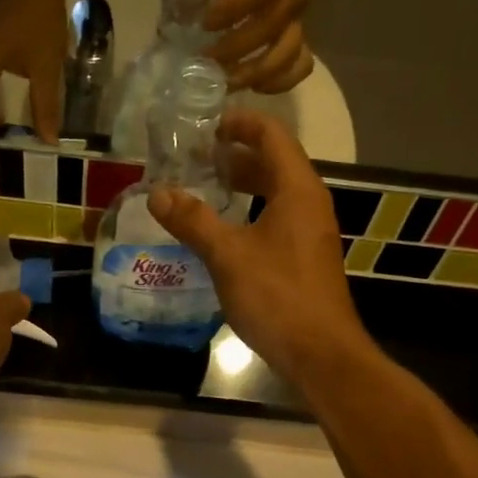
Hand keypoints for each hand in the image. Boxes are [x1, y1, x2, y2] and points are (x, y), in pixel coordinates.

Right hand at [147, 110, 366, 385]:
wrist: (321, 354)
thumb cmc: (277, 297)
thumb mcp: (228, 256)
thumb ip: (193, 221)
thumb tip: (157, 193)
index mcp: (298, 190)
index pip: (273, 136)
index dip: (242, 124)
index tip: (208, 125)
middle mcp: (310, 204)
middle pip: (276, 163)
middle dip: (239, 154)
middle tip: (199, 157)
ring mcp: (311, 233)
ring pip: (277, 193)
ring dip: (246, 184)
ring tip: (209, 186)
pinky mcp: (306, 259)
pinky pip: (278, 219)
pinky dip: (252, 211)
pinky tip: (227, 230)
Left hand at [204, 0, 323, 93]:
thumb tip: (187, 2)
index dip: (230, 11)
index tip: (204, 24)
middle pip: (267, 30)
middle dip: (233, 51)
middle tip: (204, 62)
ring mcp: (301, 20)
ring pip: (286, 54)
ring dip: (254, 74)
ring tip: (225, 84)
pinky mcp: (302, 36)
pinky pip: (300, 66)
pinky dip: (280, 82)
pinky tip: (256, 87)